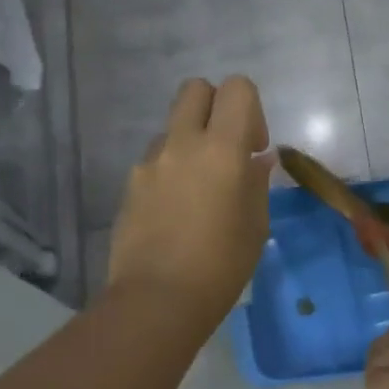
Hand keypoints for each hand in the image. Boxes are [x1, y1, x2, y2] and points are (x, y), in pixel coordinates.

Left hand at [108, 77, 271, 328]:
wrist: (157, 300)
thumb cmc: (221, 266)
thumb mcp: (255, 225)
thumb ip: (257, 183)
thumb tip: (258, 160)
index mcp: (222, 149)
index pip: (237, 88)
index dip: (251, 109)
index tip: (253, 148)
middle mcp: (182, 144)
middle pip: (196, 89)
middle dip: (215, 106)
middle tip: (226, 149)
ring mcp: (149, 163)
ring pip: (172, 127)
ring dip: (190, 143)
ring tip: (199, 190)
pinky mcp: (130, 185)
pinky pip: (155, 161)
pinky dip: (170, 171)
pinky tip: (176, 212)